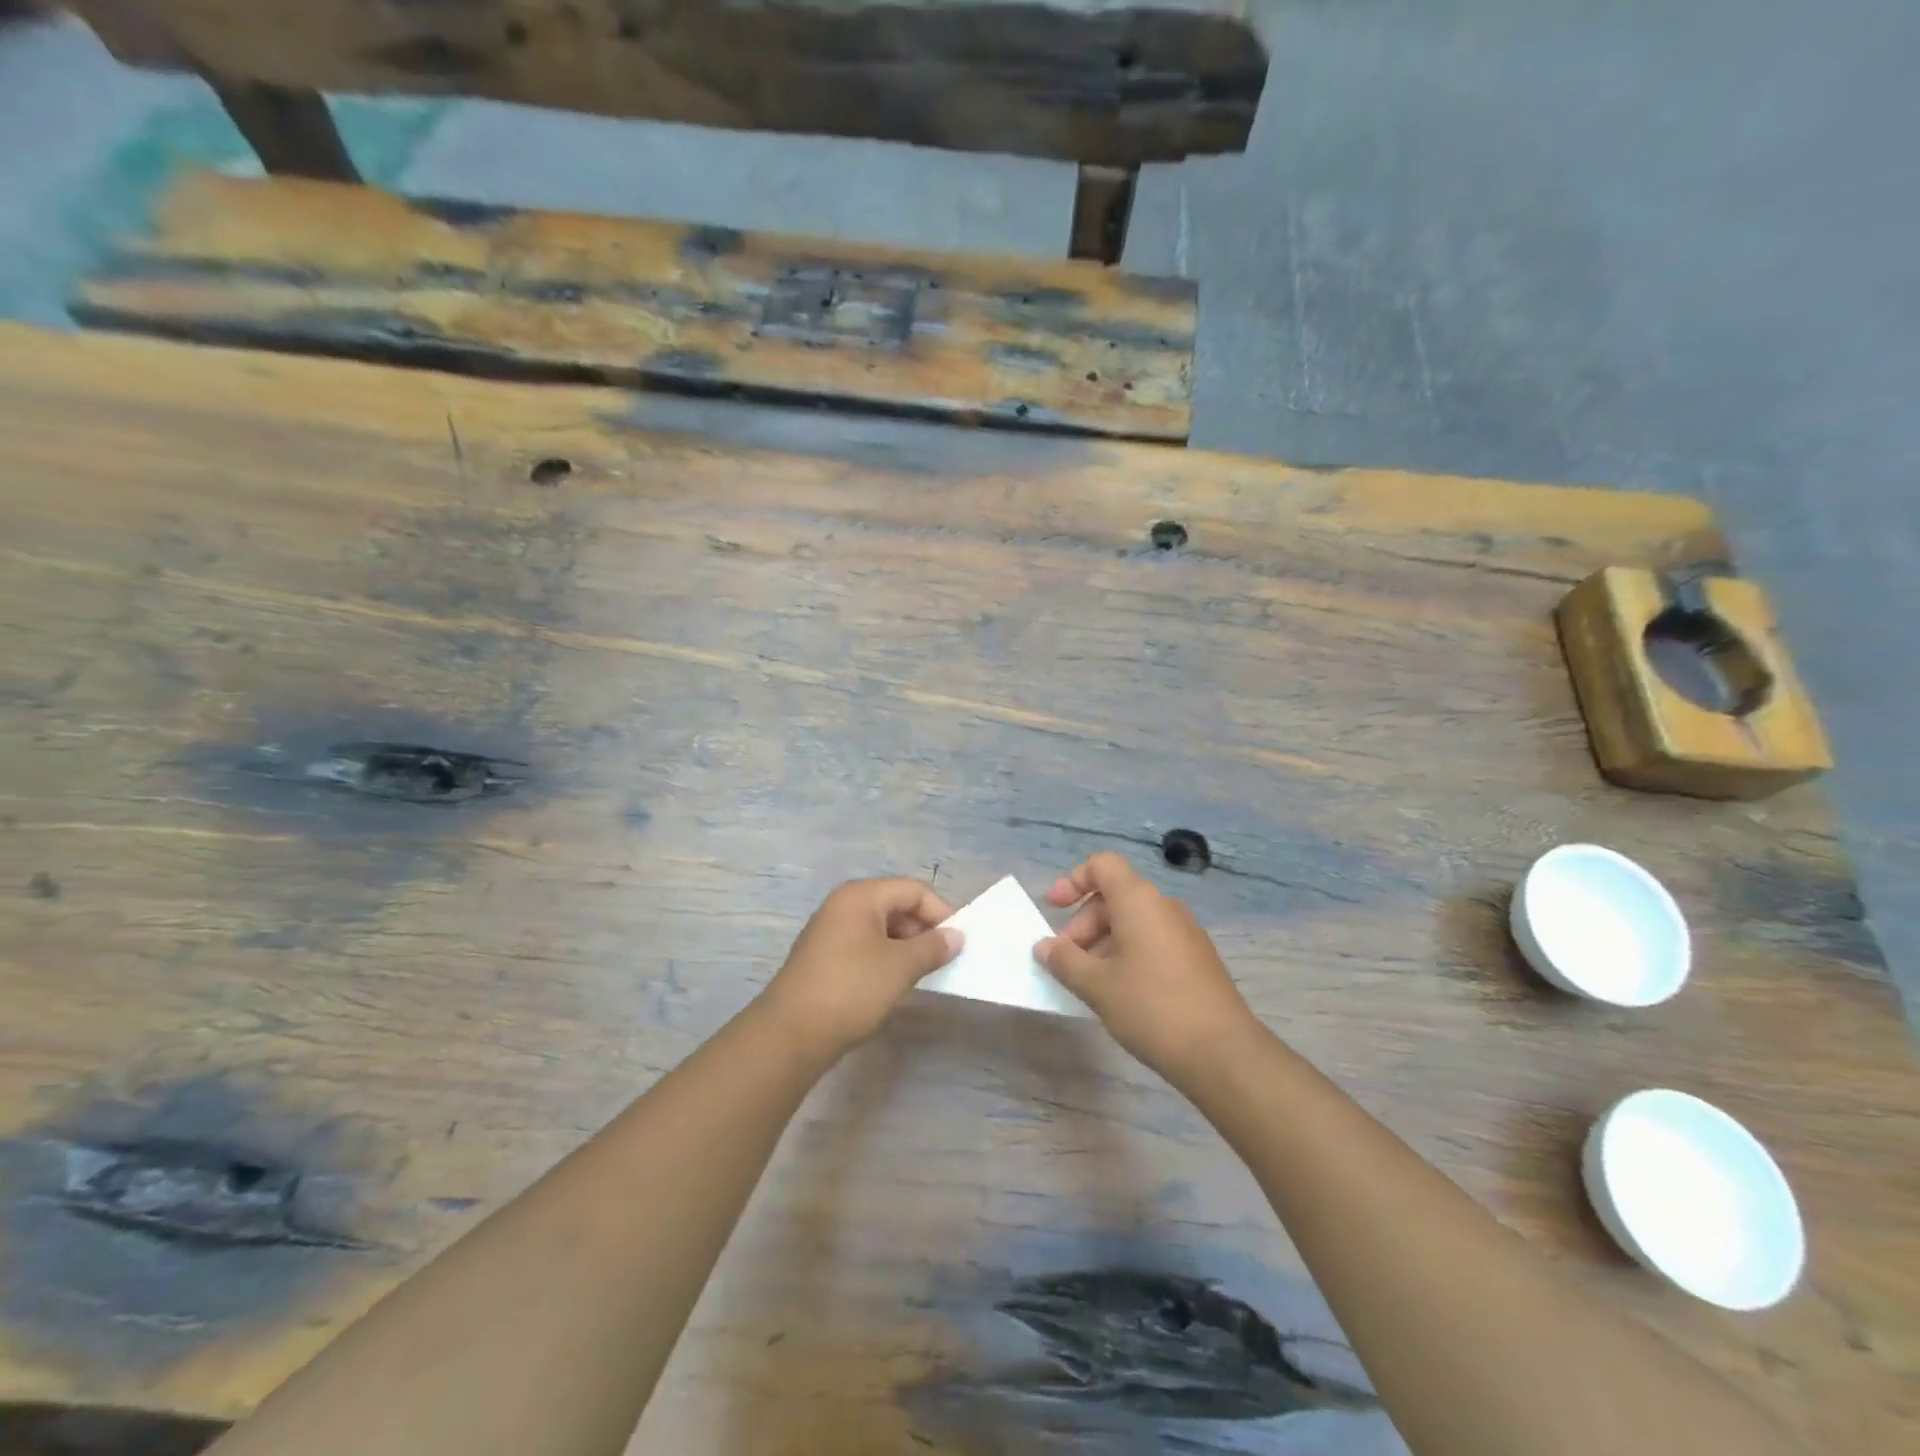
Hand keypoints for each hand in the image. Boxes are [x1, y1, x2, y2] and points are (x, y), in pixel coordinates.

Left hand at [757, 878, 961, 1064]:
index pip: (913, 890)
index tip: (958, 942)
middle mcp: (843, 905)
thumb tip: (956, 936)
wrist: (791, 1034)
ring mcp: (830, 931)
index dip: (941, 912)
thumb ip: (933, 947)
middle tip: (943, 959)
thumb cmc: (851, 989)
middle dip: (923, 929)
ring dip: (906, 946)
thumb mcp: (900, 967)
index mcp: (861, 896)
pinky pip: (865, 946)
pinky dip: (885, 958)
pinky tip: (894, 983)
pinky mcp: (824, 957)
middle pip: (896, 905)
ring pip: (881, 928)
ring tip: (922, 973)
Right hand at [1037, 852, 1260, 1083]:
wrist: (1223, 1053)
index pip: (1102, 865)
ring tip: (1088, 981)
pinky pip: (1152, 940)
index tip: (1052, 909)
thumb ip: (1064, 960)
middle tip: (1066, 960)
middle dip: (1083, 922)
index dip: (1073, 881)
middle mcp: (1163, 906)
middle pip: (1114, 895)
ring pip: (1133, 920)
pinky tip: (1119, 991)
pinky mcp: (1196, 958)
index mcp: (1139, 900)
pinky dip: (1127, 953)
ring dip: (1103, 941)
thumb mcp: (1097, 985)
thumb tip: (1044, 946)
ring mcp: (1184, 932)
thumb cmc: (1151, 1007)